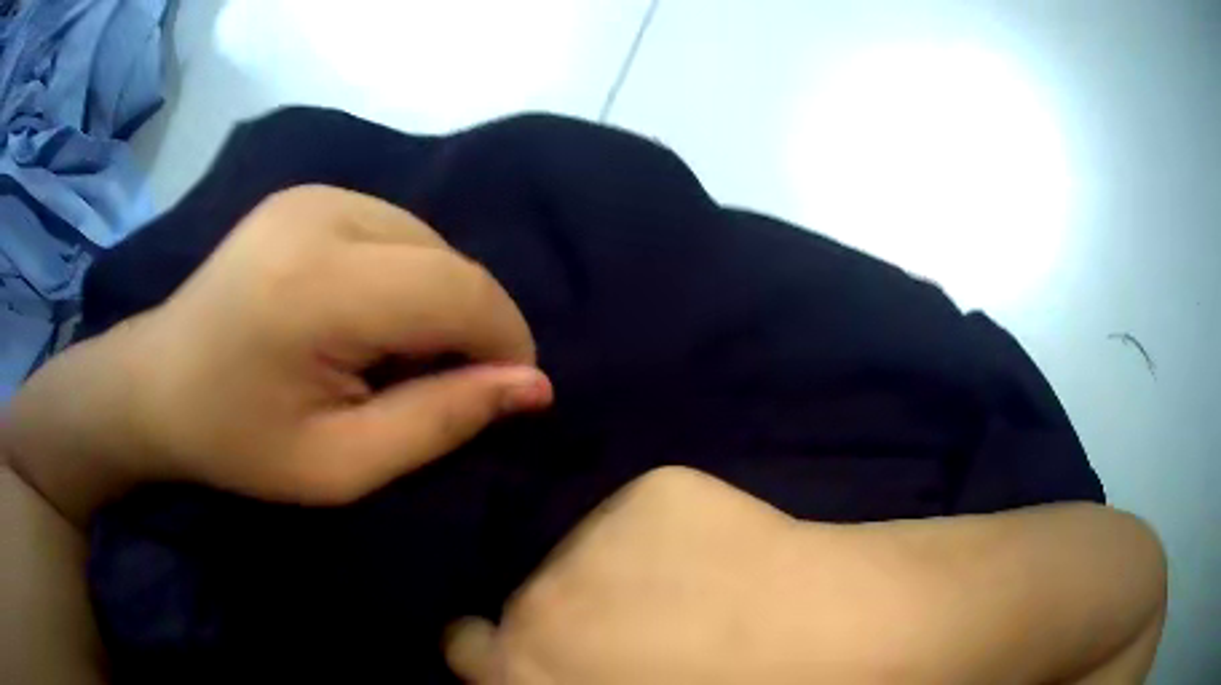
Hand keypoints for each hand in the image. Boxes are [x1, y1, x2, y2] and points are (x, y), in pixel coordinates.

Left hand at [6, 185, 552, 515]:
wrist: (156, 385)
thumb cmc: (237, 442)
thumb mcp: (340, 465)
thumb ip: (440, 421)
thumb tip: (532, 386)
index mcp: (320, 285)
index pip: (459, 290)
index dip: (503, 339)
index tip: (506, 391)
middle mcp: (322, 213)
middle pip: (447, 258)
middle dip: (469, 324)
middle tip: (436, 385)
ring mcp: (312, 194)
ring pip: (425, 239)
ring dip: (435, 298)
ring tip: (391, 355)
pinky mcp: (307, 194)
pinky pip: (392, 228)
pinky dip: (403, 274)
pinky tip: (364, 315)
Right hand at [444, 467, 946, 684]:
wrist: (848, 644)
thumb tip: (563, 667)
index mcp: (526, 665)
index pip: (467, 649)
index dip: (498, 657)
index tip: (530, 660)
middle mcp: (536, 597)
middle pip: (523, 601)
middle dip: (558, 620)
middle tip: (625, 634)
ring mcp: (595, 532)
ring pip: (582, 556)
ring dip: (613, 577)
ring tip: (690, 598)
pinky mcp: (657, 490)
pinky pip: (641, 519)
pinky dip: (666, 538)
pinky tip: (725, 560)